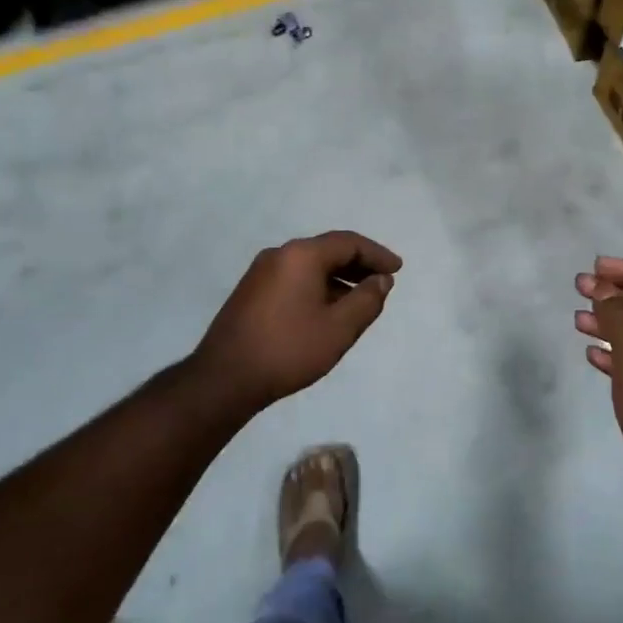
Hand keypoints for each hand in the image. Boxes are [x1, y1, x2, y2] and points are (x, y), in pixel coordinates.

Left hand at [191, 231, 400, 412]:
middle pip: (328, 250)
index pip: (348, 242)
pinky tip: (327, 310)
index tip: (398, 269)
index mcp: (301, 255)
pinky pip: (294, 278)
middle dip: (359, 264)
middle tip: (383, 281)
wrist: (224, 379)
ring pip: (310, 266)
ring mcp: (260, 272)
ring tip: (360, 300)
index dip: (377, 254)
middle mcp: (279, 254)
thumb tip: (381, 280)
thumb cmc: (288, 349)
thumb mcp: (339, 328)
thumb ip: (367, 300)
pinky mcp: (250, 292)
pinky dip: (318, 286)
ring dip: (338, 278)